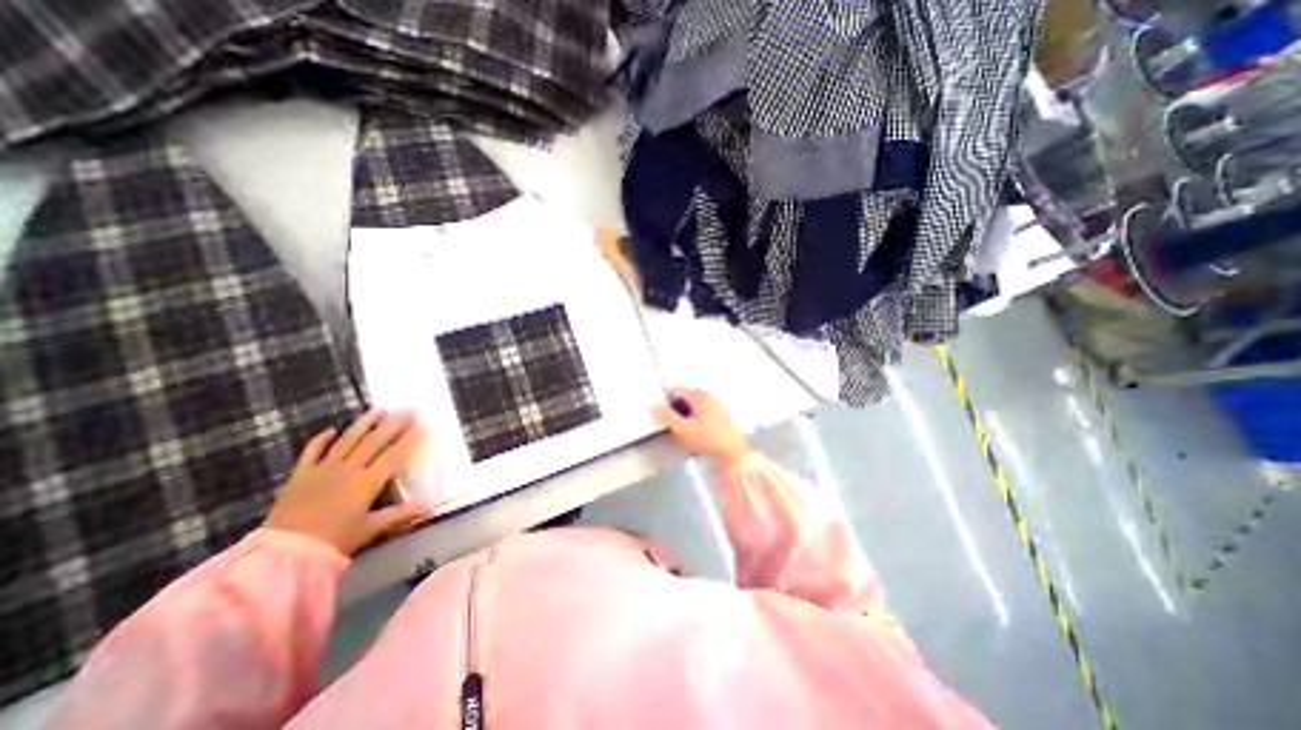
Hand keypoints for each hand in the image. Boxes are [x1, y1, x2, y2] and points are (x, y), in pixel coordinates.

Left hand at [263, 409, 430, 555]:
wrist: (282, 554)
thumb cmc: (333, 541)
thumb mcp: (370, 528)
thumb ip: (400, 514)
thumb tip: (430, 507)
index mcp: (367, 482)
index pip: (394, 455)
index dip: (410, 440)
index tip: (423, 427)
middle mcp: (348, 469)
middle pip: (375, 441)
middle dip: (394, 424)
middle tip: (409, 410)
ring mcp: (323, 469)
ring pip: (348, 440)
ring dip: (365, 423)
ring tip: (379, 409)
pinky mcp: (300, 475)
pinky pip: (312, 451)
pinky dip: (322, 439)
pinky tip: (332, 429)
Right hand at [651, 388, 753, 467]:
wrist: (734, 451)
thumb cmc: (710, 439)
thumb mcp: (683, 429)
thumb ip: (666, 416)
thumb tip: (654, 406)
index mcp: (699, 396)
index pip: (676, 389)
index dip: (667, 401)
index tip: (665, 414)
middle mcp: (708, 396)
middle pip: (685, 397)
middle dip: (677, 410)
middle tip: (676, 426)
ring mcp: (716, 405)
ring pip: (694, 406)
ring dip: (687, 416)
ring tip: (687, 433)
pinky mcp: (722, 415)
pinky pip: (704, 413)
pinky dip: (697, 420)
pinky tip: (699, 435)